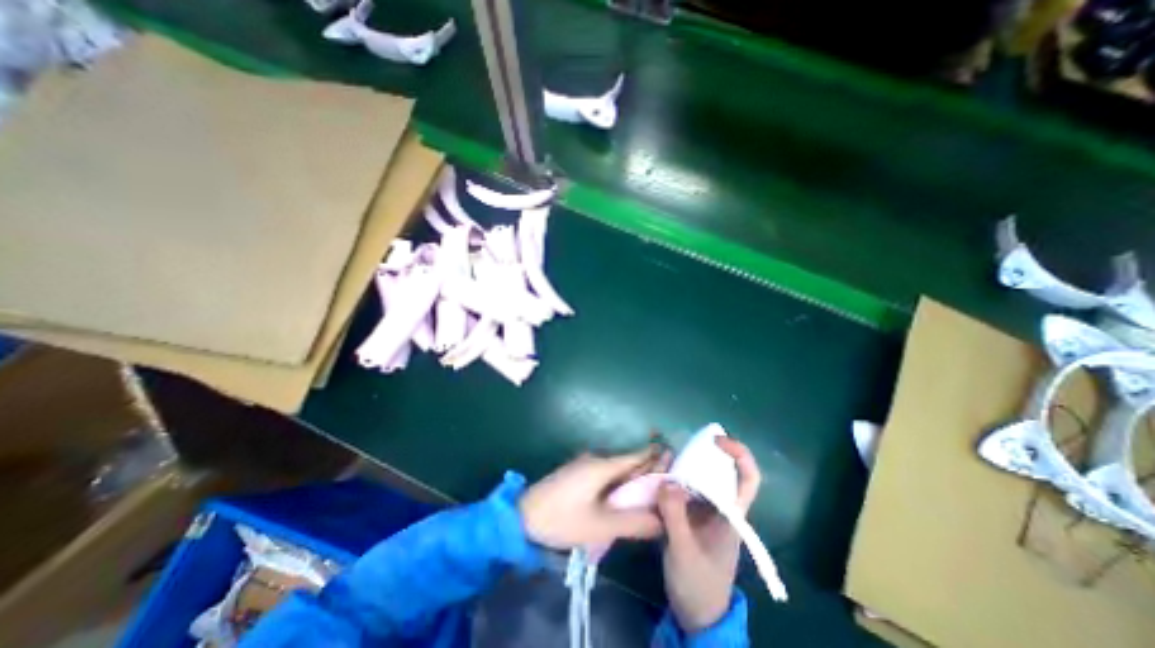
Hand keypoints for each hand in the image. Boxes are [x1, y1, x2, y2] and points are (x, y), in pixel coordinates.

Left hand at [521, 448, 674, 548]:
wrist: (522, 516)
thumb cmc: (561, 518)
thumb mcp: (599, 526)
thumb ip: (632, 523)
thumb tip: (661, 522)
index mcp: (603, 466)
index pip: (637, 456)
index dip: (656, 457)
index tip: (675, 458)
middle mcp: (596, 459)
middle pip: (628, 462)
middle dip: (647, 470)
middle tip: (667, 485)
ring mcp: (584, 465)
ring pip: (616, 469)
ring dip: (633, 479)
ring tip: (650, 495)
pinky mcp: (577, 474)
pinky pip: (605, 474)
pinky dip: (619, 483)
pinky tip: (623, 499)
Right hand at [657, 435, 759, 631]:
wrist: (695, 614)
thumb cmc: (698, 585)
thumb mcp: (684, 551)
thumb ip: (675, 516)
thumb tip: (667, 480)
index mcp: (731, 515)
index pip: (747, 479)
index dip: (740, 455)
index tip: (717, 440)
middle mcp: (720, 507)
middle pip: (719, 470)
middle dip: (701, 453)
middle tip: (677, 446)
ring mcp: (704, 510)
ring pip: (699, 477)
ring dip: (683, 464)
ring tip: (663, 458)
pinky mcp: (689, 514)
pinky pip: (683, 488)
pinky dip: (672, 478)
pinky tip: (657, 475)